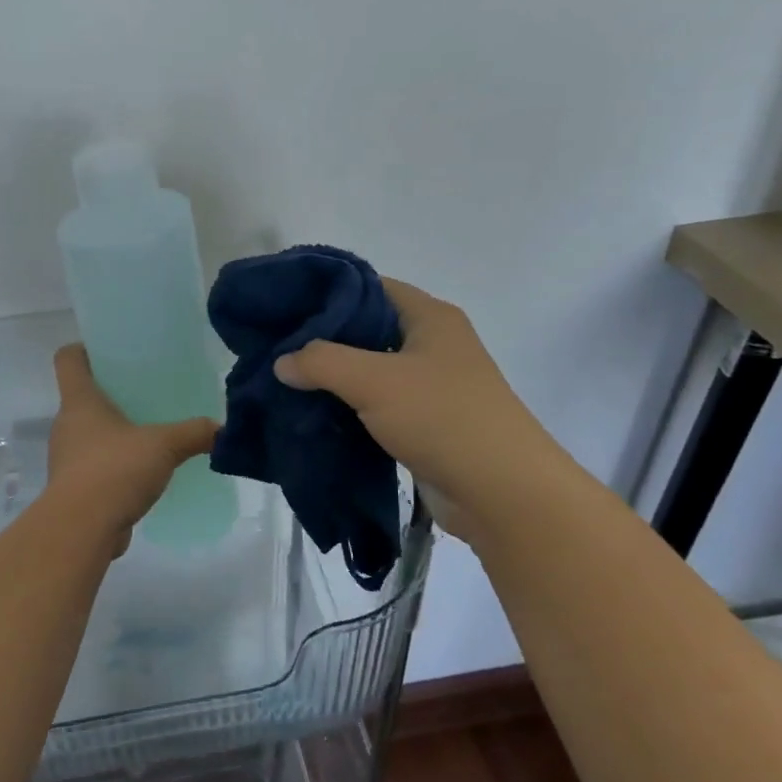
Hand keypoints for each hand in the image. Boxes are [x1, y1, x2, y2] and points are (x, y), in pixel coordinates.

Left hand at [46, 344, 217, 553]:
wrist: (81, 530)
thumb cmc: (114, 470)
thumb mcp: (163, 445)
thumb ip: (194, 433)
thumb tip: (223, 429)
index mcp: (80, 401)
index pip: (68, 359)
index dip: (85, 349)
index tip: (111, 351)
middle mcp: (67, 425)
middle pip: (83, 396)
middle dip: (112, 393)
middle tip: (146, 393)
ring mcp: (68, 458)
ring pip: (91, 434)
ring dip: (115, 433)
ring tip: (150, 434)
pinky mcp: (76, 489)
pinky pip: (96, 467)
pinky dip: (116, 466)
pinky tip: (144, 473)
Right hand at [272, 277, 549, 510]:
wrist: (504, 495)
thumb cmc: (443, 418)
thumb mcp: (373, 381)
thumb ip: (321, 362)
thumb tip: (281, 362)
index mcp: (429, 317)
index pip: (370, 286)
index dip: (327, 292)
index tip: (285, 305)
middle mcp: (432, 344)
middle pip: (367, 329)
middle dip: (323, 339)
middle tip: (277, 346)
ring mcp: (431, 386)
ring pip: (370, 370)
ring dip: (334, 378)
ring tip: (286, 381)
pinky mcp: (426, 423)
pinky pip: (378, 405)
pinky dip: (349, 408)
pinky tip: (314, 416)